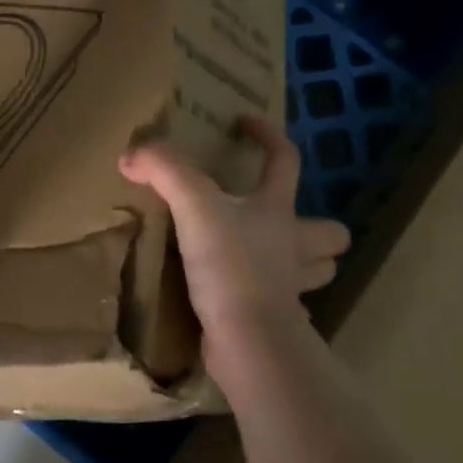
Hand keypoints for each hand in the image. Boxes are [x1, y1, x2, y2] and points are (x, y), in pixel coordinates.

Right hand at [118, 114, 348, 344]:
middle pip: (329, 232)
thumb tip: (133, 154)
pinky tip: (245, 297)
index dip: (268, 135)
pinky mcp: (274, 320)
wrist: (248, 340)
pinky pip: (283, 305)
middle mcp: (293, 246)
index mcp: (278, 210)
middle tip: (285, 221)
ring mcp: (288, 286)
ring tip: (272, 258)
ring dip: (303, 263)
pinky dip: (271, 299)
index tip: (244, 122)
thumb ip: (165, 171)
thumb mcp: (194, 206)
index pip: (285, 159)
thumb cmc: (231, 265)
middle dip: (318, 226)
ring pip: (316, 271)